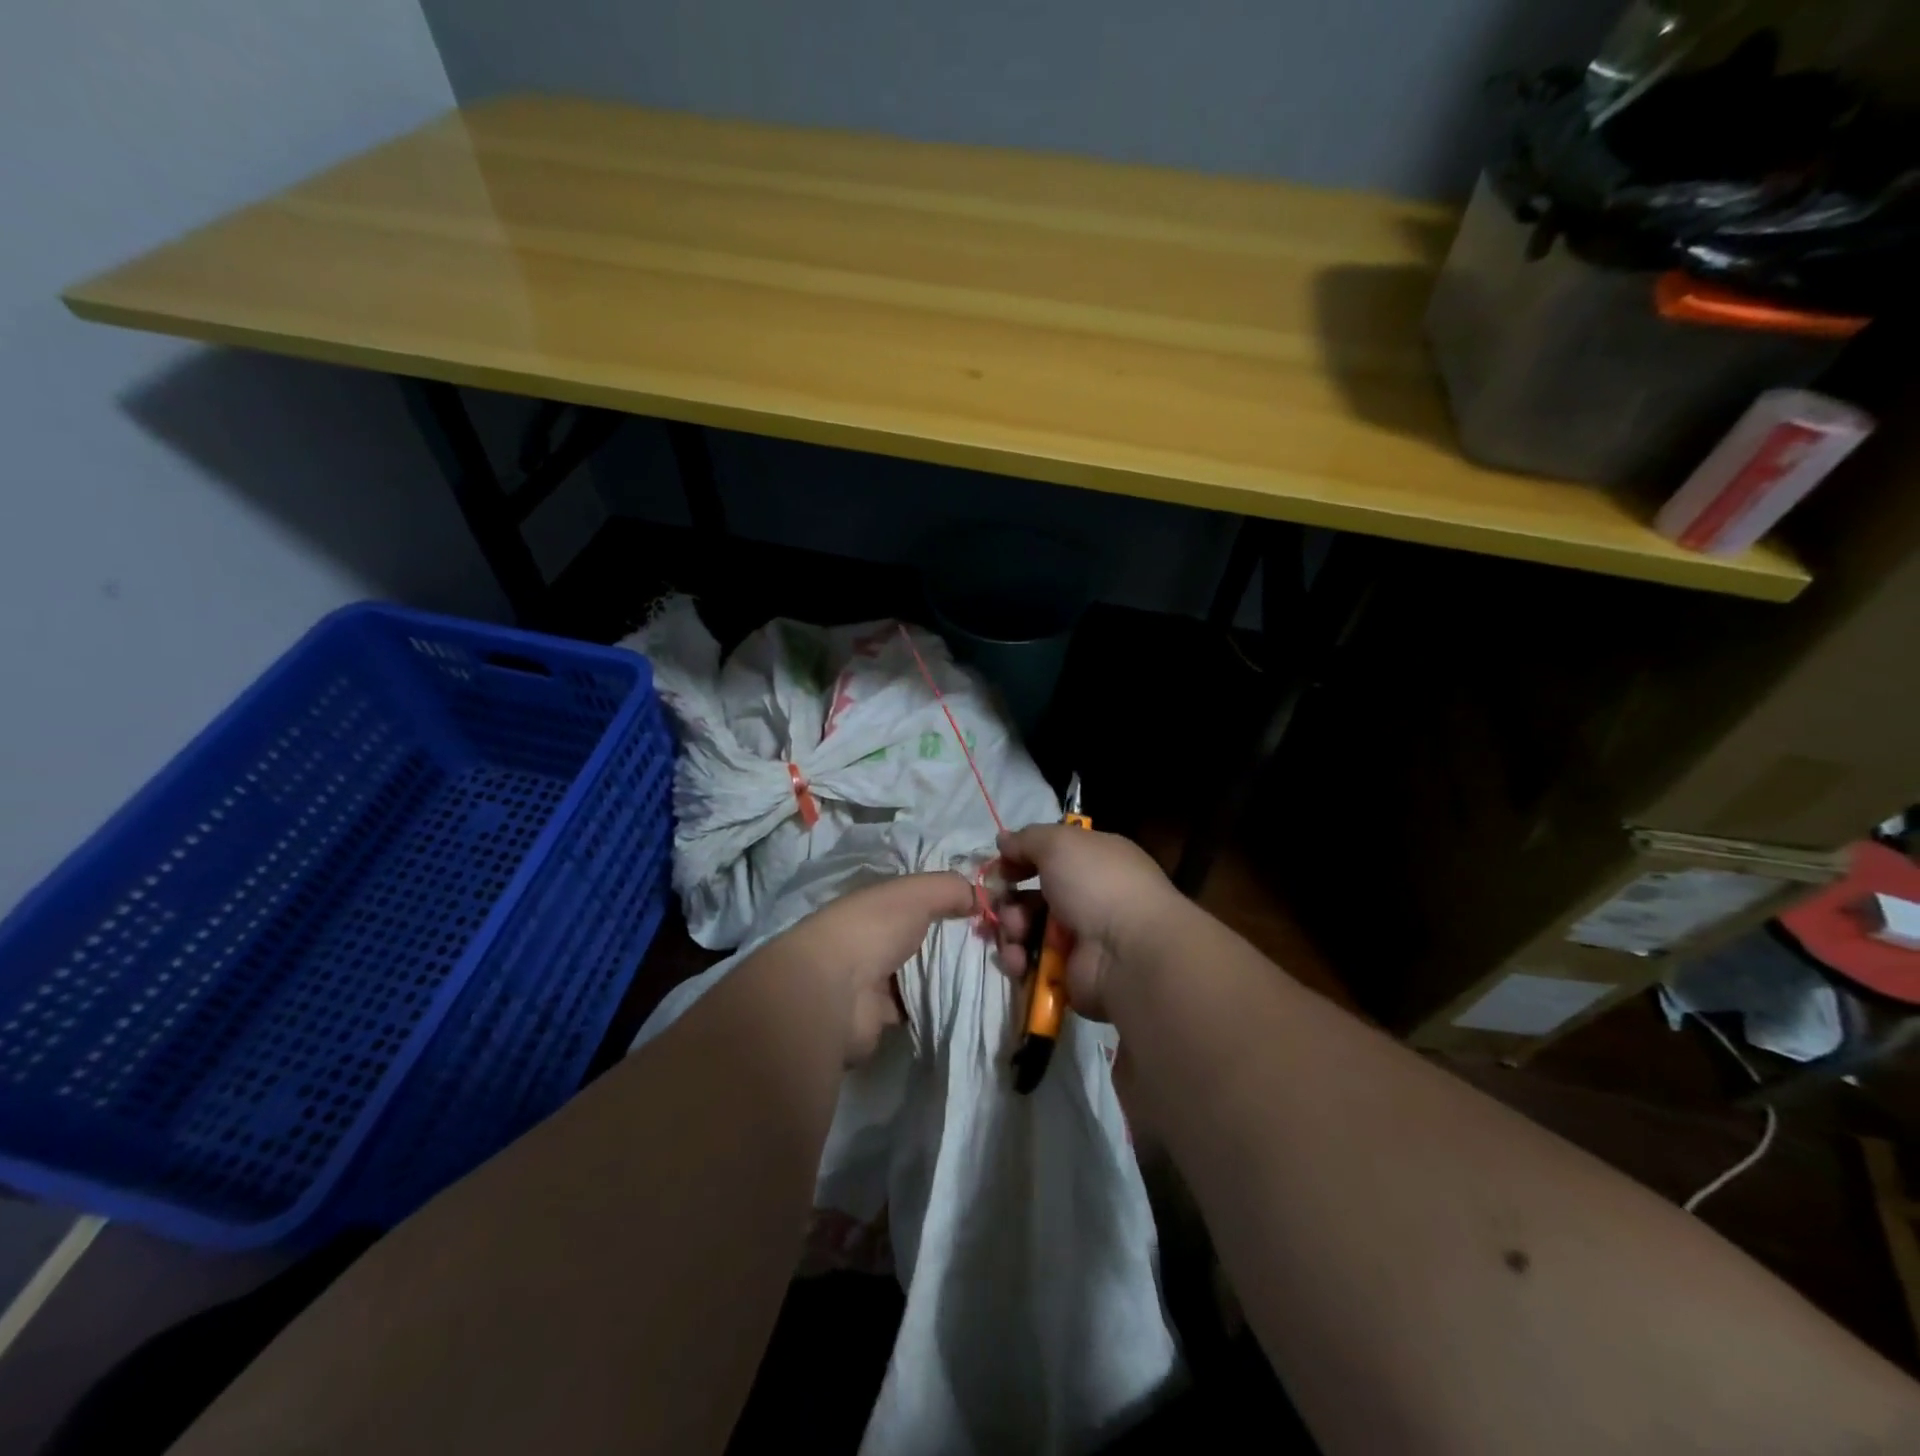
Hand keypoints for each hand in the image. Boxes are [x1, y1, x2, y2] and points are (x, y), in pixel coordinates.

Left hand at [781, 871, 975, 1063]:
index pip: (916, 898)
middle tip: (997, 945)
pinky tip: (969, 1001)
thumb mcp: (916, 893)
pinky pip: (918, 1006)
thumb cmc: (873, 929)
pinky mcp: (880, 1016)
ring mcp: (873, 979)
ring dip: (948, 974)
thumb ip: (949, 887)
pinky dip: (938, 1005)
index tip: (985, 910)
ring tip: (990, 974)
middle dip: (953, 940)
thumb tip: (982, 896)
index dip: (949, 901)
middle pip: (921, 936)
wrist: (836, 993)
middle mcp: (872, 938)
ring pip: (921, 973)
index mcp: (875, 904)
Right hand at [991, 824, 1184, 1021]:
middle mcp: (1085, 897)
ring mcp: (1076, 938)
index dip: (1019, 859)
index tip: (1000, 866)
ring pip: (1023, 929)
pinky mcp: (1064, 972)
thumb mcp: (1060, 843)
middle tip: (1000, 902)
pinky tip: (1019, 959)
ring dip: (1010, 928)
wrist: (1128, 952)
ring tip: (1017, 932)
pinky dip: (1017, 960)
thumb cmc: (1097, 884)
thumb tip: (1004, 840)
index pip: (1048, 857)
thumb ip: (1027, 839)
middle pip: (1029, 895)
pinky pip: (1028, 963)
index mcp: (1092, 861)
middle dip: (1007, 899)